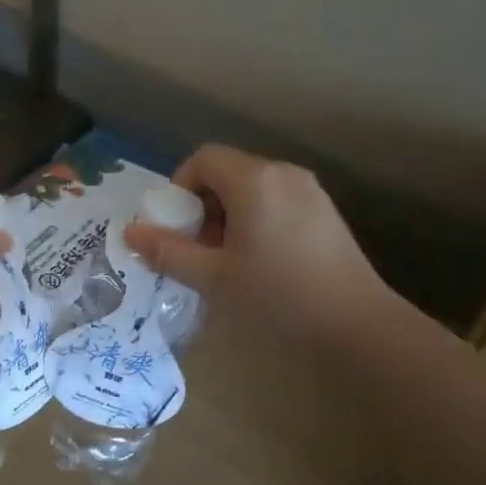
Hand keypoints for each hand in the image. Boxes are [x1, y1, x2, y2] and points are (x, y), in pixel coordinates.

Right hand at [125, 144, 397, 338]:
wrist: (356, 325)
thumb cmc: (276, 296)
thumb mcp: (212, 277)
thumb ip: (167, 251)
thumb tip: (129, 232)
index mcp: (254, 180)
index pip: (203, 159)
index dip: (179, 188)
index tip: (176, 229)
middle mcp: (283, 174)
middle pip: (227, 173)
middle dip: (202, 207)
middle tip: (198, 252)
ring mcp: (310, 192)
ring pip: (252, 190)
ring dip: (227, 217)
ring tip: (227, 263)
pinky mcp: (325, 214)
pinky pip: (276, 204)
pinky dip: (255, 223)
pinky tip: (260, 265)